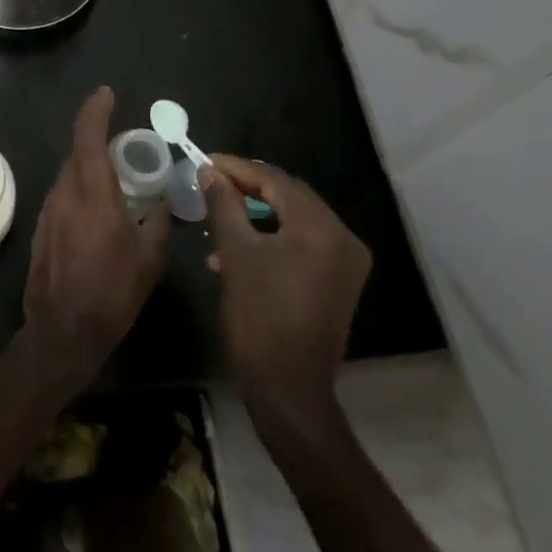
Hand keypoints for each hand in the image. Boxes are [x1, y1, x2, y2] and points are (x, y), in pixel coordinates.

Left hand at [23, 86, 171, 385]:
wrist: (63, 331)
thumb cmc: (112, 292)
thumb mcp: (149, 259)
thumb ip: (158, 222)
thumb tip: (160, 203)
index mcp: (93, 194)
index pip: (88, 136)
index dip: (95, 110)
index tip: (106, 94)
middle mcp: (65, 193)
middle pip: (78, 153)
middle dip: (98, 142)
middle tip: (125, 151)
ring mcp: (48, 211)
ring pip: (69, 175)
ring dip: (89, 170)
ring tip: (116, 184)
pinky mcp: (41, 229)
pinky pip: (63, 197)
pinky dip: (80, 192)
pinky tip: (97, 214)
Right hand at [203, 155, 372, 435]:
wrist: (288, 390)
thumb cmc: (258, 318)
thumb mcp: (235, 255)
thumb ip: (224, 205)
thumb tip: (210, 172)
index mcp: (321, 227)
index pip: (276, 180)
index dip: (237, 168)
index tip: (205, 162)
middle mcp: (343, 238)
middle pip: (290, 197)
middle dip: (248, 189)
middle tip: (211, 185)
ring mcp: (346, 263)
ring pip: (295, 221)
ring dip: (258, 216)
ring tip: (219, 221)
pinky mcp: (339, 283)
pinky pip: (304, 245)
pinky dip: (273, 240)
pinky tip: (239, 252)